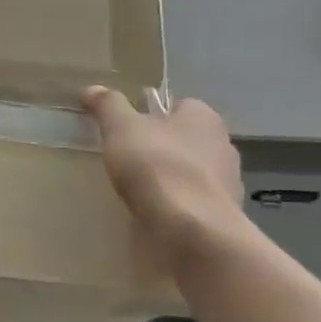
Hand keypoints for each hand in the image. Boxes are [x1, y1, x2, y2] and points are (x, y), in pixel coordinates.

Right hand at [83, 87, 250, 258]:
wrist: (192, 232)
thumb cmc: (157, 167)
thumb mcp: (121, 128)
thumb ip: (108, 106)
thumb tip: (93, 89)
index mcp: (204, 117)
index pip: (178, 106)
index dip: (152, 115)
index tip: (127, 129)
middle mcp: (222, 145)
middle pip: (185, 140)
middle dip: (161, 148)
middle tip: (127, 159)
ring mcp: (227, 184)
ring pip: (191, 173)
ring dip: (170, 180)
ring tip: (137, 192)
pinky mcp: (223, 217)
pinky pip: (193, 204)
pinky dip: (176, 207)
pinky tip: (154, 216)